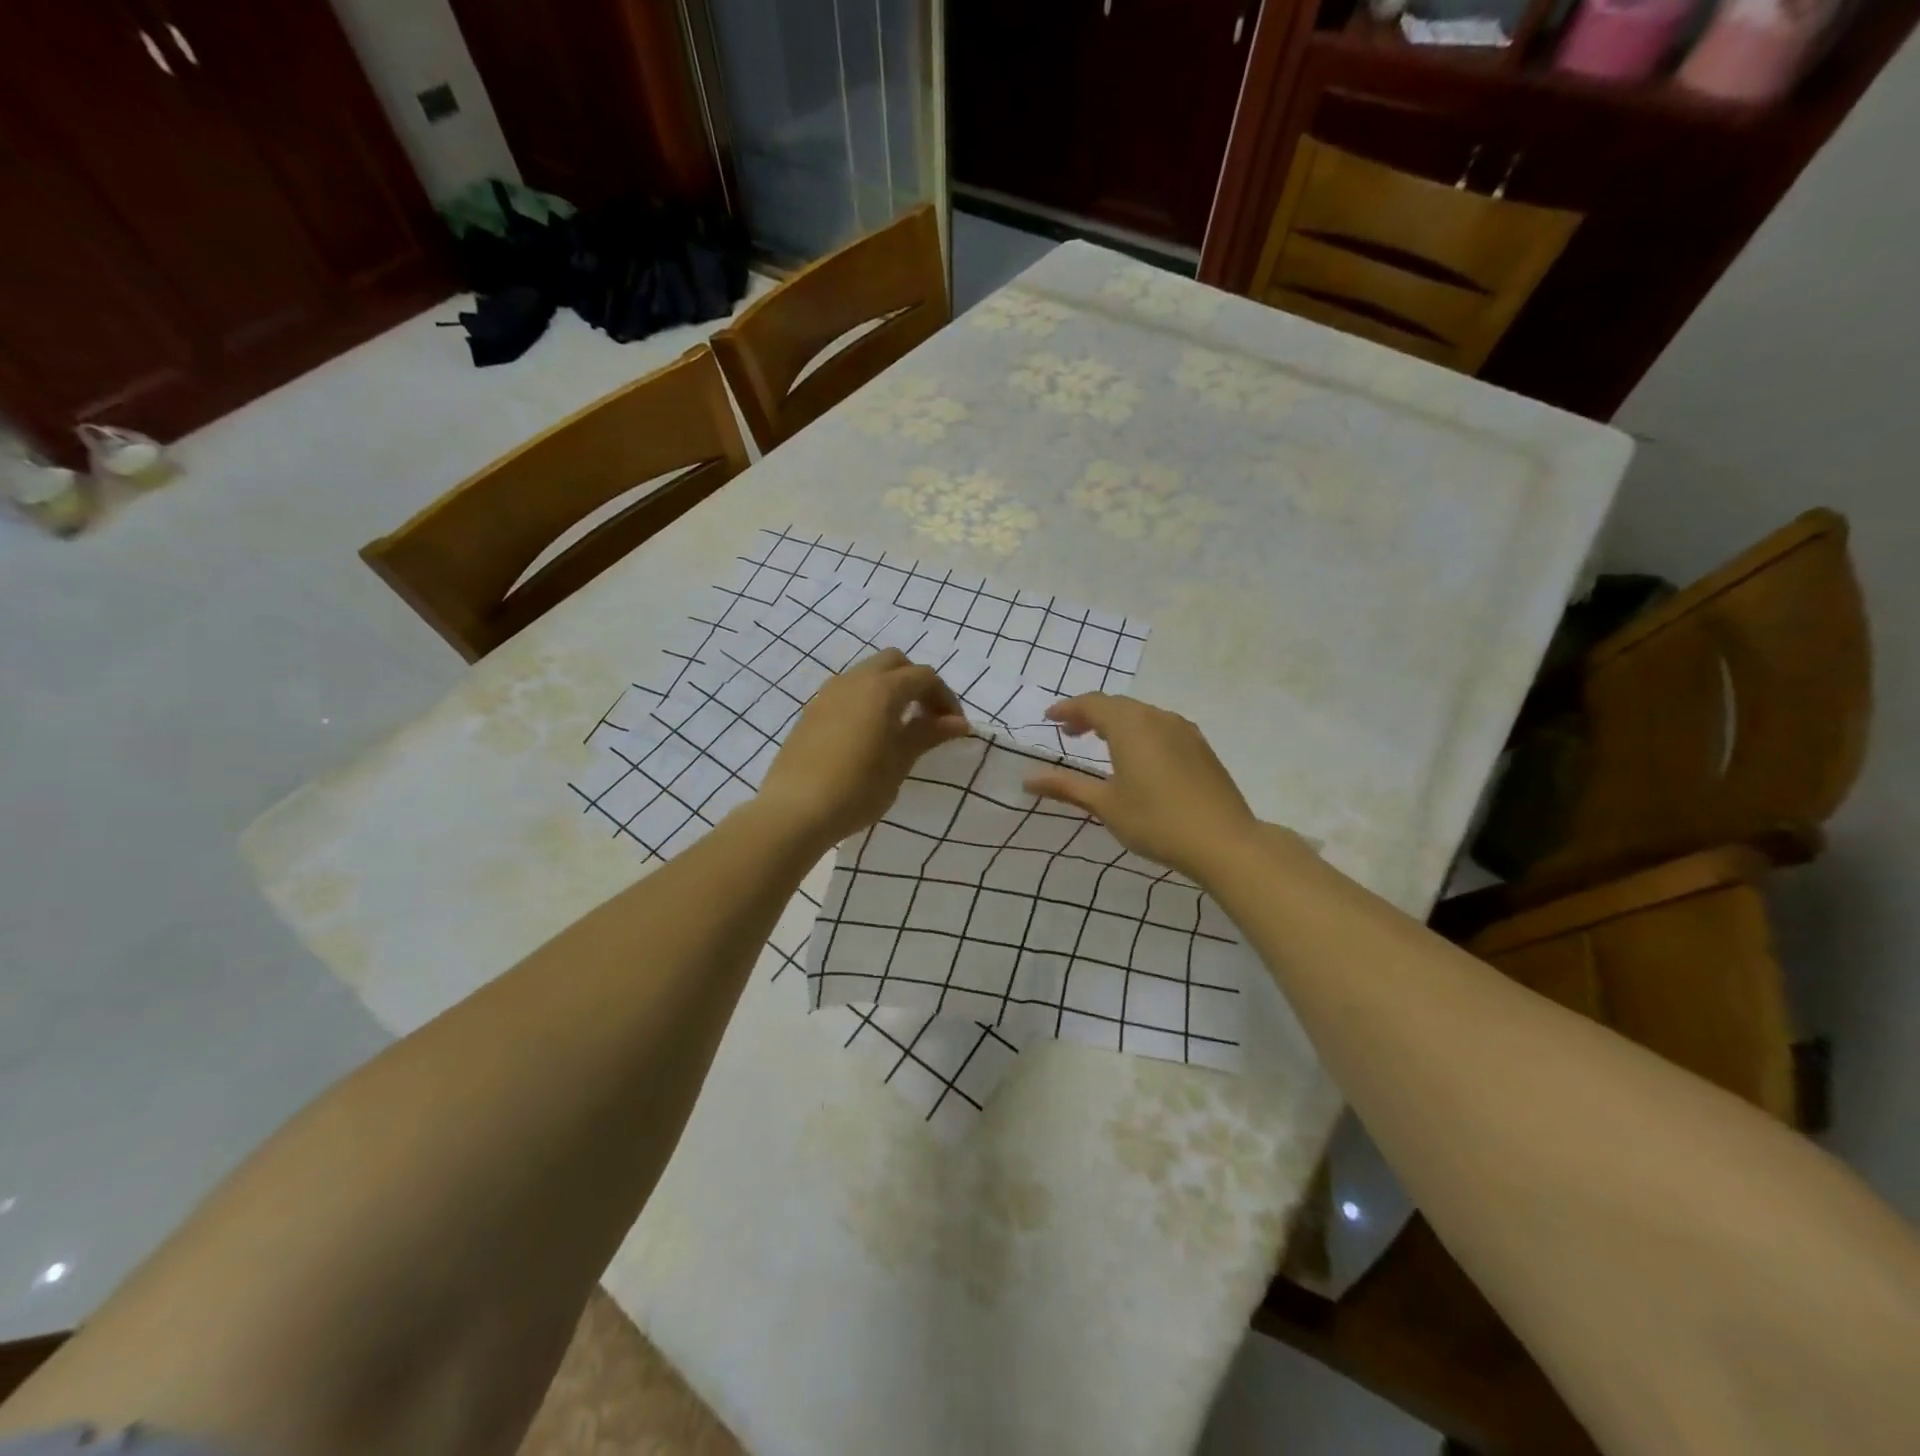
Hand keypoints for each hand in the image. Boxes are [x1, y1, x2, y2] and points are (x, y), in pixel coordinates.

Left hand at [755, 649, 970, 850]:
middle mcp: (854, 680)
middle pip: (894, 663)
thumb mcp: (899, 762)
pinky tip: (868, 735)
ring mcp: (827, 693)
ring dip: (889, 690)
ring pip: (867, 674)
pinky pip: (847, 692)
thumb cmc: (857, 787)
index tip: (954, 727)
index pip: (924, 677)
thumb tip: (958, 722)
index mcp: (882, 689)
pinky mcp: (811, 711)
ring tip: (898, 727)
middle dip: (916, 683)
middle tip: (927, 717)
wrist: (795, 809)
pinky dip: (866, 701)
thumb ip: (928, 734)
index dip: (945, 698)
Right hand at [1022, 693, 1259, 881]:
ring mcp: (1184, 731)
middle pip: (1117, 705)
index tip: (1049, 719)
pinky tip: (1139, 756)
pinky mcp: (1201, 747)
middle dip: (1090, 714)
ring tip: (1101, 743)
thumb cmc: (1156, 821)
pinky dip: (1140, 732)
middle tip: (1070, 732)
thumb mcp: (1105, 805)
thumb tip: (1027, 779)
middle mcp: (1157, 718)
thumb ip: (1066, 786)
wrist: (1224, 841)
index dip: (1068, 708)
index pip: (1092, 704)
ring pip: (1142, 715)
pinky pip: (1162, 727)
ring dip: (1116, 722)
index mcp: (1130, 726)